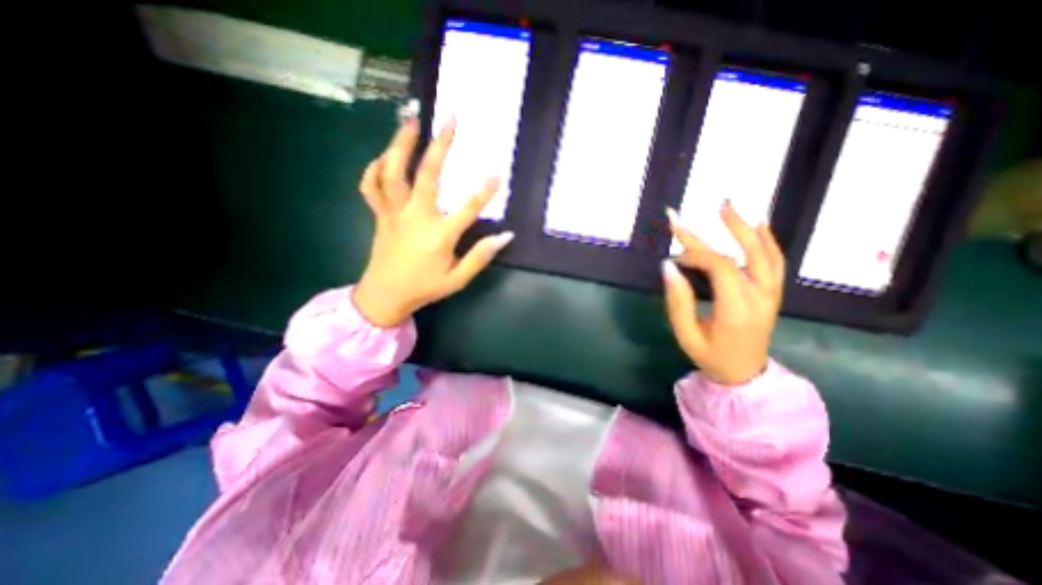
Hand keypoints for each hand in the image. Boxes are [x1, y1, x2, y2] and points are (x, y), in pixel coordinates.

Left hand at [349, 117, 512, 328]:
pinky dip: (374, 169)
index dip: (484, 191)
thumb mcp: (457, 279)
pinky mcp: (380, 215)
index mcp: (439, 235)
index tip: (497, 173)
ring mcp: (394, 213)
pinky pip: (371, 187)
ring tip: (411, 120)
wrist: (384, 296)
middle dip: (440, 145)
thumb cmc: (424, 288)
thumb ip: (480, 257)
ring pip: (394, 172)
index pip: (468, 209)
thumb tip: (505, 237)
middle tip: (450, 119)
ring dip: (401, 144)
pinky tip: (384, 157)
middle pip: (428, 175)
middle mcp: (416, 217)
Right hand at [663, 202, 785, 385]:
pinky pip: (775, 262)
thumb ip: (678, 301)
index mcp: (737, 310)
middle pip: (741, 255)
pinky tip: (757, 224)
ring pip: (763, 253)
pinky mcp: (773, 293)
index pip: (721, 268)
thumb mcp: (686, 334)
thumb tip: (668, 267)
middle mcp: (760, 297)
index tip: (674, 255)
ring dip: (743, 228)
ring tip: (725, 207)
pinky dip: (767, 241)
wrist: (744, 374)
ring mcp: (771, 294)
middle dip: (710, 233)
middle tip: (688, 216)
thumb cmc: (710, 356)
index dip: (696, 255)